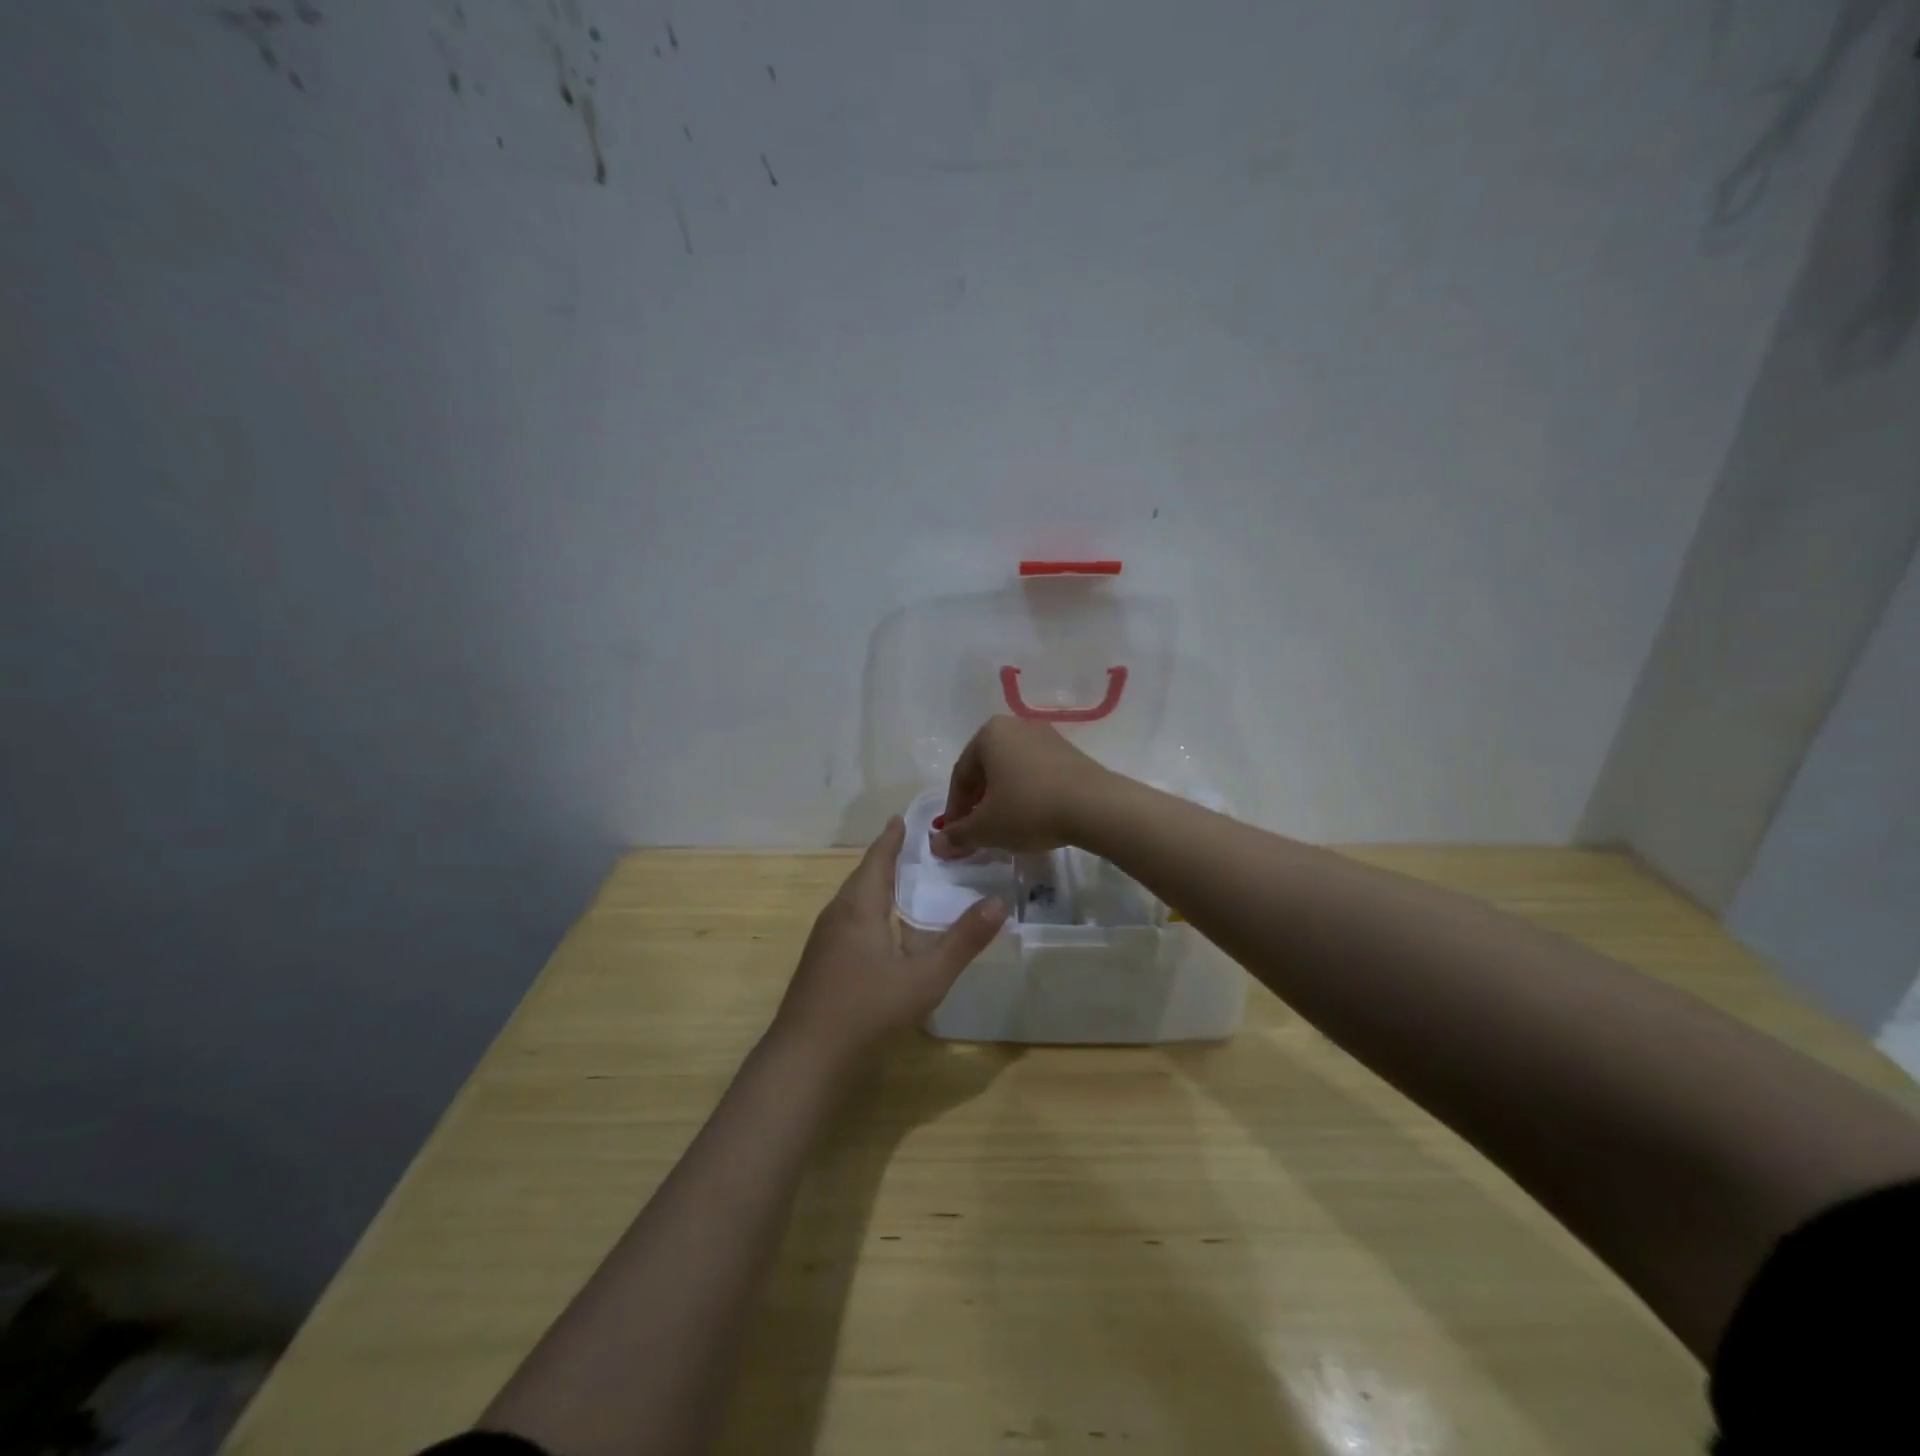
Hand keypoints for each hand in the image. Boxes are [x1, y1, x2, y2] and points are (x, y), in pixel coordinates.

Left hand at [772, 818, 1006, 1070]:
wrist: (806, 1059)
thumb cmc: (867, 1010)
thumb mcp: (925, 977)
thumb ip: (963, 941)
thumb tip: (1000, 902)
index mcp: (859, 907)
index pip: (877, 859)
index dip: (891, 839)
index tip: (902, 818)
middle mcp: (836, 915)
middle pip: (862, 877)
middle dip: (886, 860)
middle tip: (914, 848)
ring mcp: (823, 942)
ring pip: (853, 901)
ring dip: (876, 886)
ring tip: (903, 884)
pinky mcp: (820, 965)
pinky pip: (848, 922)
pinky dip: (869, 911)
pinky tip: (883, 931)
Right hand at [931, 715, 1110, 859]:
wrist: (1096, 807)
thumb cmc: (1029, 809)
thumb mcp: (987, 828)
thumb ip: (958, 835)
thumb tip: (937, 845)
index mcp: (989, 734)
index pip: (961, 776)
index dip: (954, 810)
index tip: (955, 837)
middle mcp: (1015, 726)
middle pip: (986, 771)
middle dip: (978, 804)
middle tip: (977, 833)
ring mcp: (1046, 736)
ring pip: (1012, 772)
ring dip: (1002, 800)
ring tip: (1005, 829)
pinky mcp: (1069, 752)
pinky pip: (1036, 774)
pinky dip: (1027, 795)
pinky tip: (1032, 818)